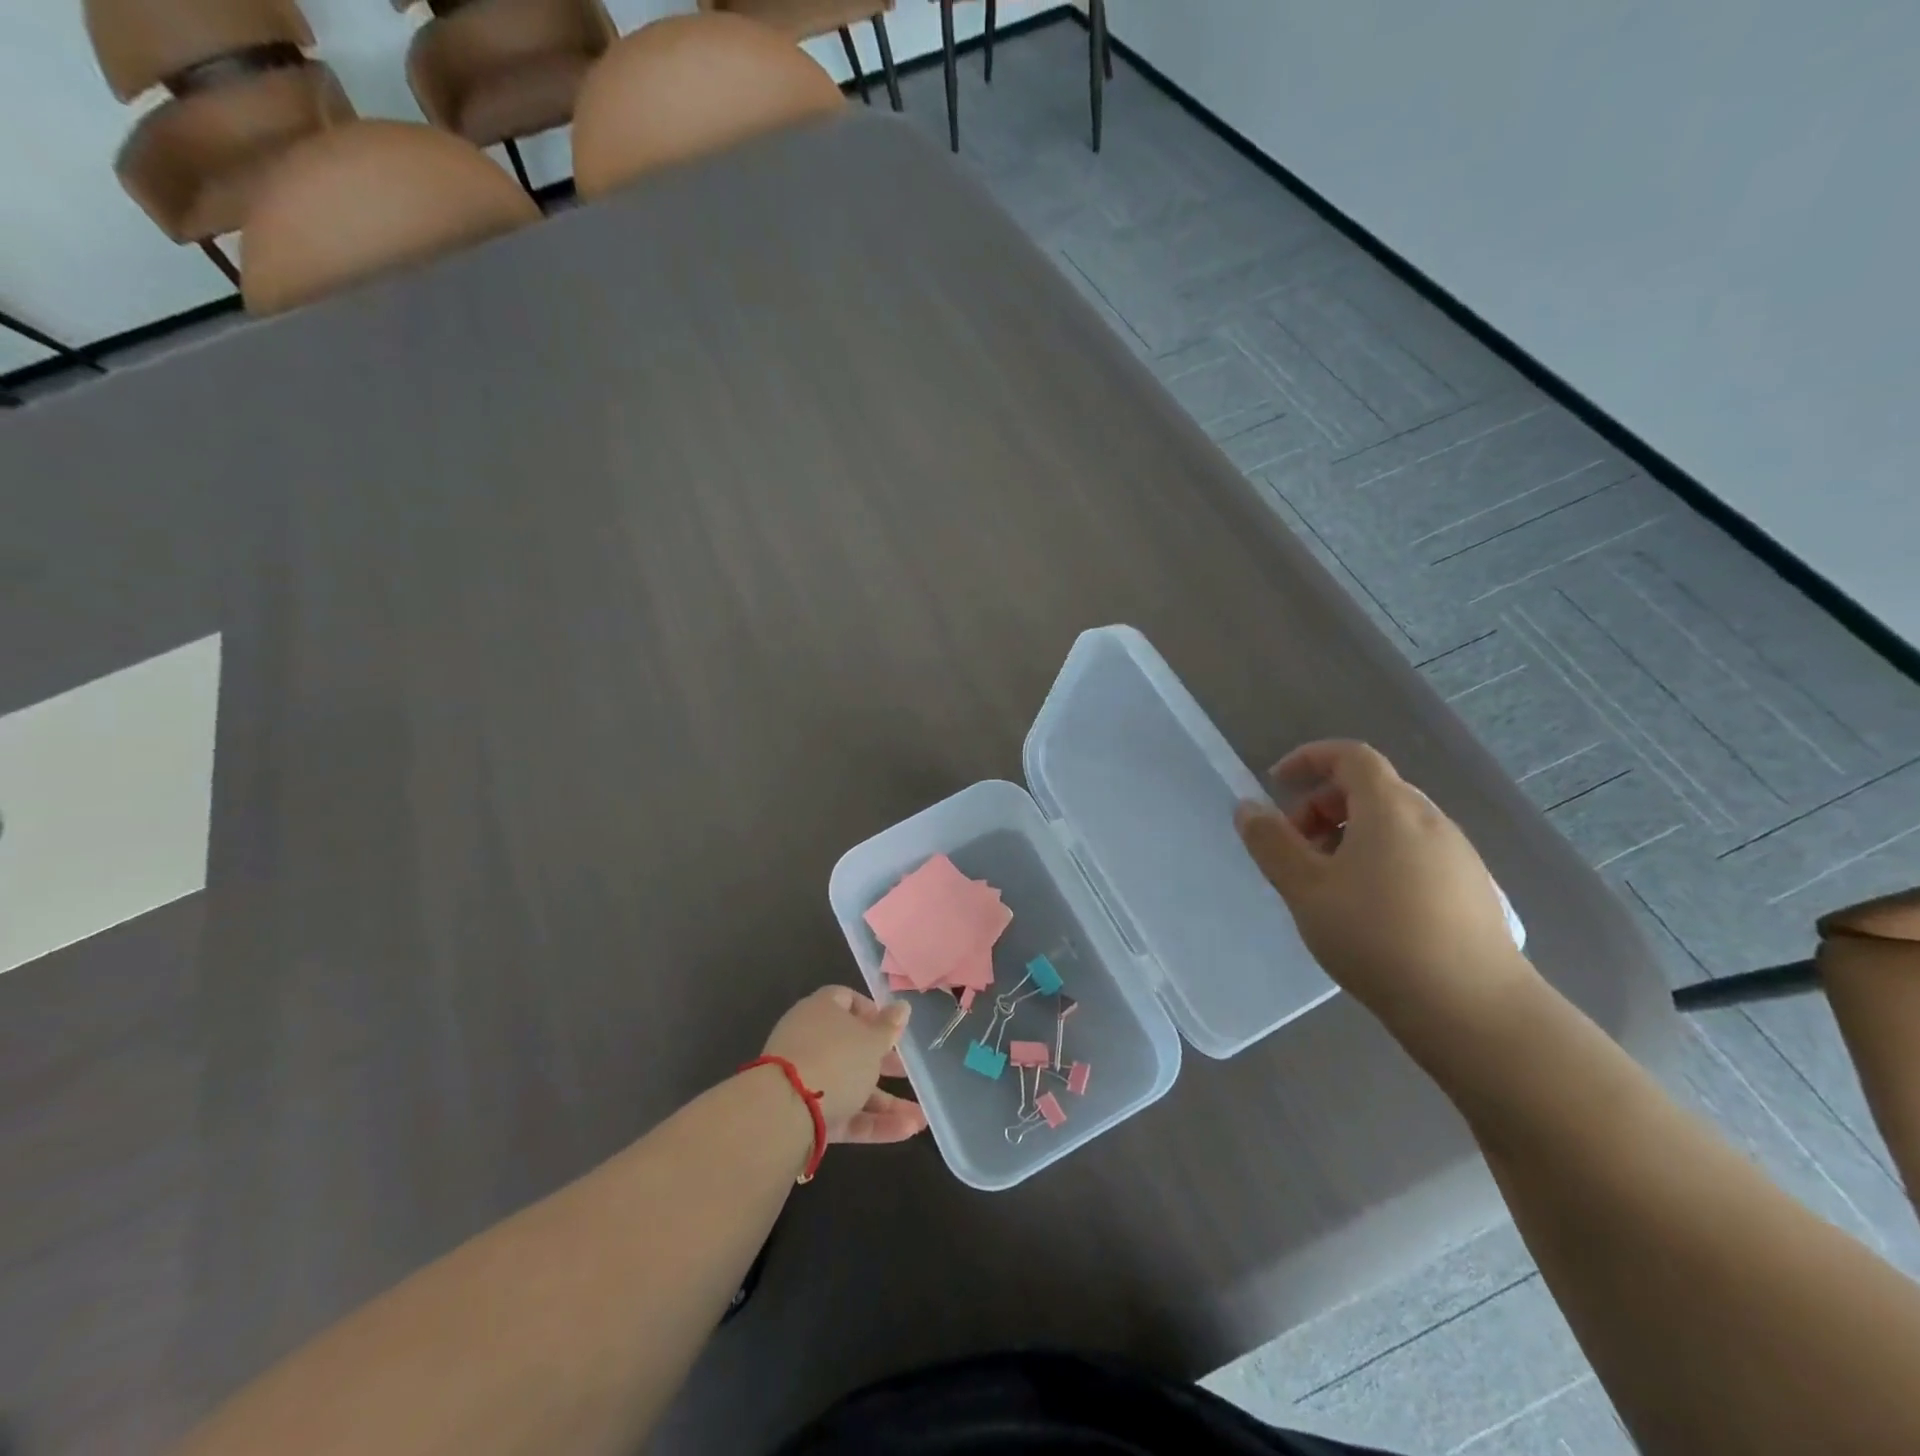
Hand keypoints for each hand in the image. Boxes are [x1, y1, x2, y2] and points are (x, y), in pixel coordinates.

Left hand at [762, 986, 928, 1143]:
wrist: (784, 1112)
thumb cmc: (836, 1059)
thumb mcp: (872, 1041)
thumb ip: (889, 1027)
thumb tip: (902, 1006)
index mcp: (821, 1010)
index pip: (846, 1000)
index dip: (871, 1012)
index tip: (892, 1029)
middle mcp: (810, 1041)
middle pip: (850, 1047)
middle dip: (883, 1063)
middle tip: (907, 1072)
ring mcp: (805, 1080)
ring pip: (850, 1086)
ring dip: (885, 1102)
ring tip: (919, 1119)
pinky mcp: (805, 1115)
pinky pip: (843, 1113)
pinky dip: (871, 1122)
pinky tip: (905, 1132)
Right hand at [1234, 740, 1537, 1040]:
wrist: (1472, 1009)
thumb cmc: (1376, 936)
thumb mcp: (1305, 888)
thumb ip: (1271, 843)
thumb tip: (1248, 808)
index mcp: (1390, 808)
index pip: (1350, 756)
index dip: (1309, 759)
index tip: (1276, 785)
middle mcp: (1430, 820)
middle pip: (1370, 789)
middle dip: (1322, 807)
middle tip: (1295, 848)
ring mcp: (1458, 855)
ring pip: (1393, 824)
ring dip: (1349, 836)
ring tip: (1326, 884)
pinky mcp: (1472, 890)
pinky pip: (1415, 853)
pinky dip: (1380, 859)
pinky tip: (1369, 910)